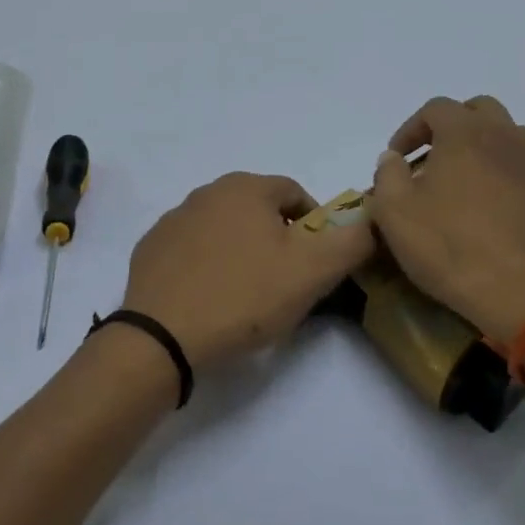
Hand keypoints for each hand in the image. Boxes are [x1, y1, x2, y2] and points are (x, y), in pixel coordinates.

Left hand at [121, 173, 374, 369]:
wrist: (163, 337)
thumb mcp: (313, 272)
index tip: (315, 265)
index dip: (314, 228)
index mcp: (245, 187)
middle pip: (258, 211)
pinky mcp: (150, 249)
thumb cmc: (244, 297)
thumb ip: (352, 241)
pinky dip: (206, 267)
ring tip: (245, 296)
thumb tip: (374, 219)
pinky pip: (192, 251)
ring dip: (241, 252)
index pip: (295, 194)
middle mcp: (206, 192)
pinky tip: (209, 299)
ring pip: (224, 230)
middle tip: (283, 284)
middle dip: (277, 240)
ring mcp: (172, 220)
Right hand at [368, 96, 524, 346]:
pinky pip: (516, 166)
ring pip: (504, 134)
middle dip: (449, 126)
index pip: (436, 108)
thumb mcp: (395, 212)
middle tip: (428, 157)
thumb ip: (387, 175)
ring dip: (477, 145)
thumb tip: (393, 159)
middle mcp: (503, 138)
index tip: (396, 159)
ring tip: (455, 178)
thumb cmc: (450, 245)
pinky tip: (478, 207)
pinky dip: (495, 171)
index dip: (410, 128)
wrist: (523, 292)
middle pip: (478, 109)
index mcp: (465, 133)